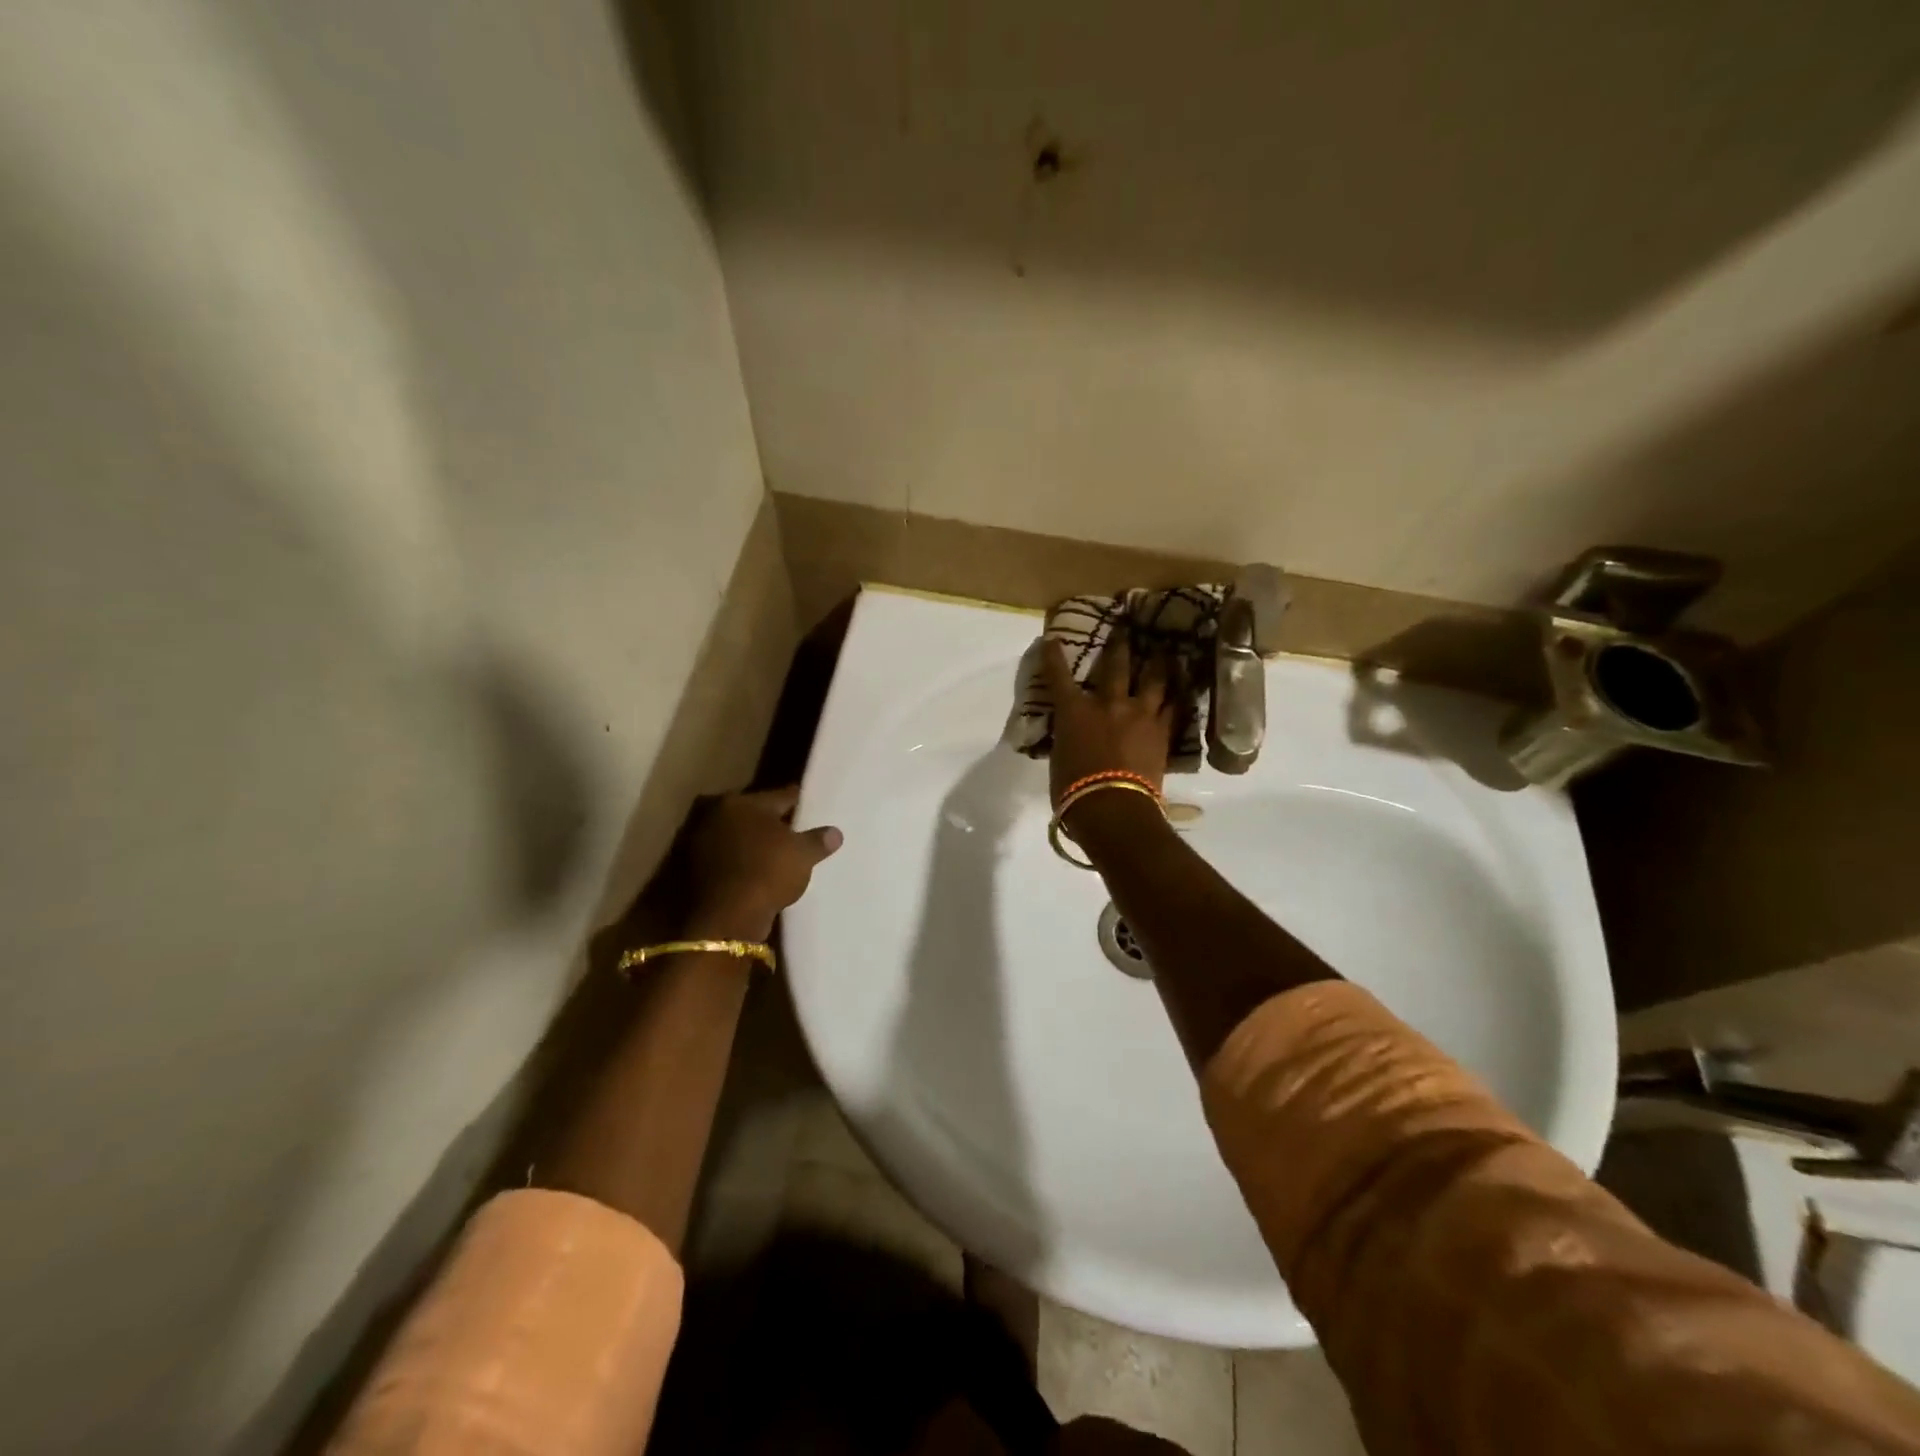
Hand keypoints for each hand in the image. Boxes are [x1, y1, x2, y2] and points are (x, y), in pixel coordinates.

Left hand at [684, 787, 841, 941]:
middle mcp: (716, 814)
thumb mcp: (802, 856)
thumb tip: (835, 833)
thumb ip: (818, 840)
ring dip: (750, 842)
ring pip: (735, 835)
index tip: (808, 803)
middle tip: (791, 829)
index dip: (797, 801)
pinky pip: (724, 858)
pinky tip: (754, 872)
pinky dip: (738, 862)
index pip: (779, 795)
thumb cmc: (767, 873)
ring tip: (773, 854)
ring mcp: (698, 841)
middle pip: (752, 813)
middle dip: (770, 820)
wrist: (724, 918)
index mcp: (743, 802)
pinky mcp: (689, 869)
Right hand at [1041, 635, 1175, 804]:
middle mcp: (1108, 703)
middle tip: (1125, 628)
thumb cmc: (1074, 790)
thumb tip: (1072, 735)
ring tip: (1166, 651)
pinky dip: (1178, 696)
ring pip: (1154, 679)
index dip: (1054, 657)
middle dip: (1119, 644)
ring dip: (1159, 663)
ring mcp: (1140, 714)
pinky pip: (1174, 707)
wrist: (1113, 808)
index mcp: (1074, 711)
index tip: (1052, 639)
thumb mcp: (1060, 758)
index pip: (1058, 677)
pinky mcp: (1162, 732)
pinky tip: (1184, 688)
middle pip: (1116, 665)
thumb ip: (1067, 738)